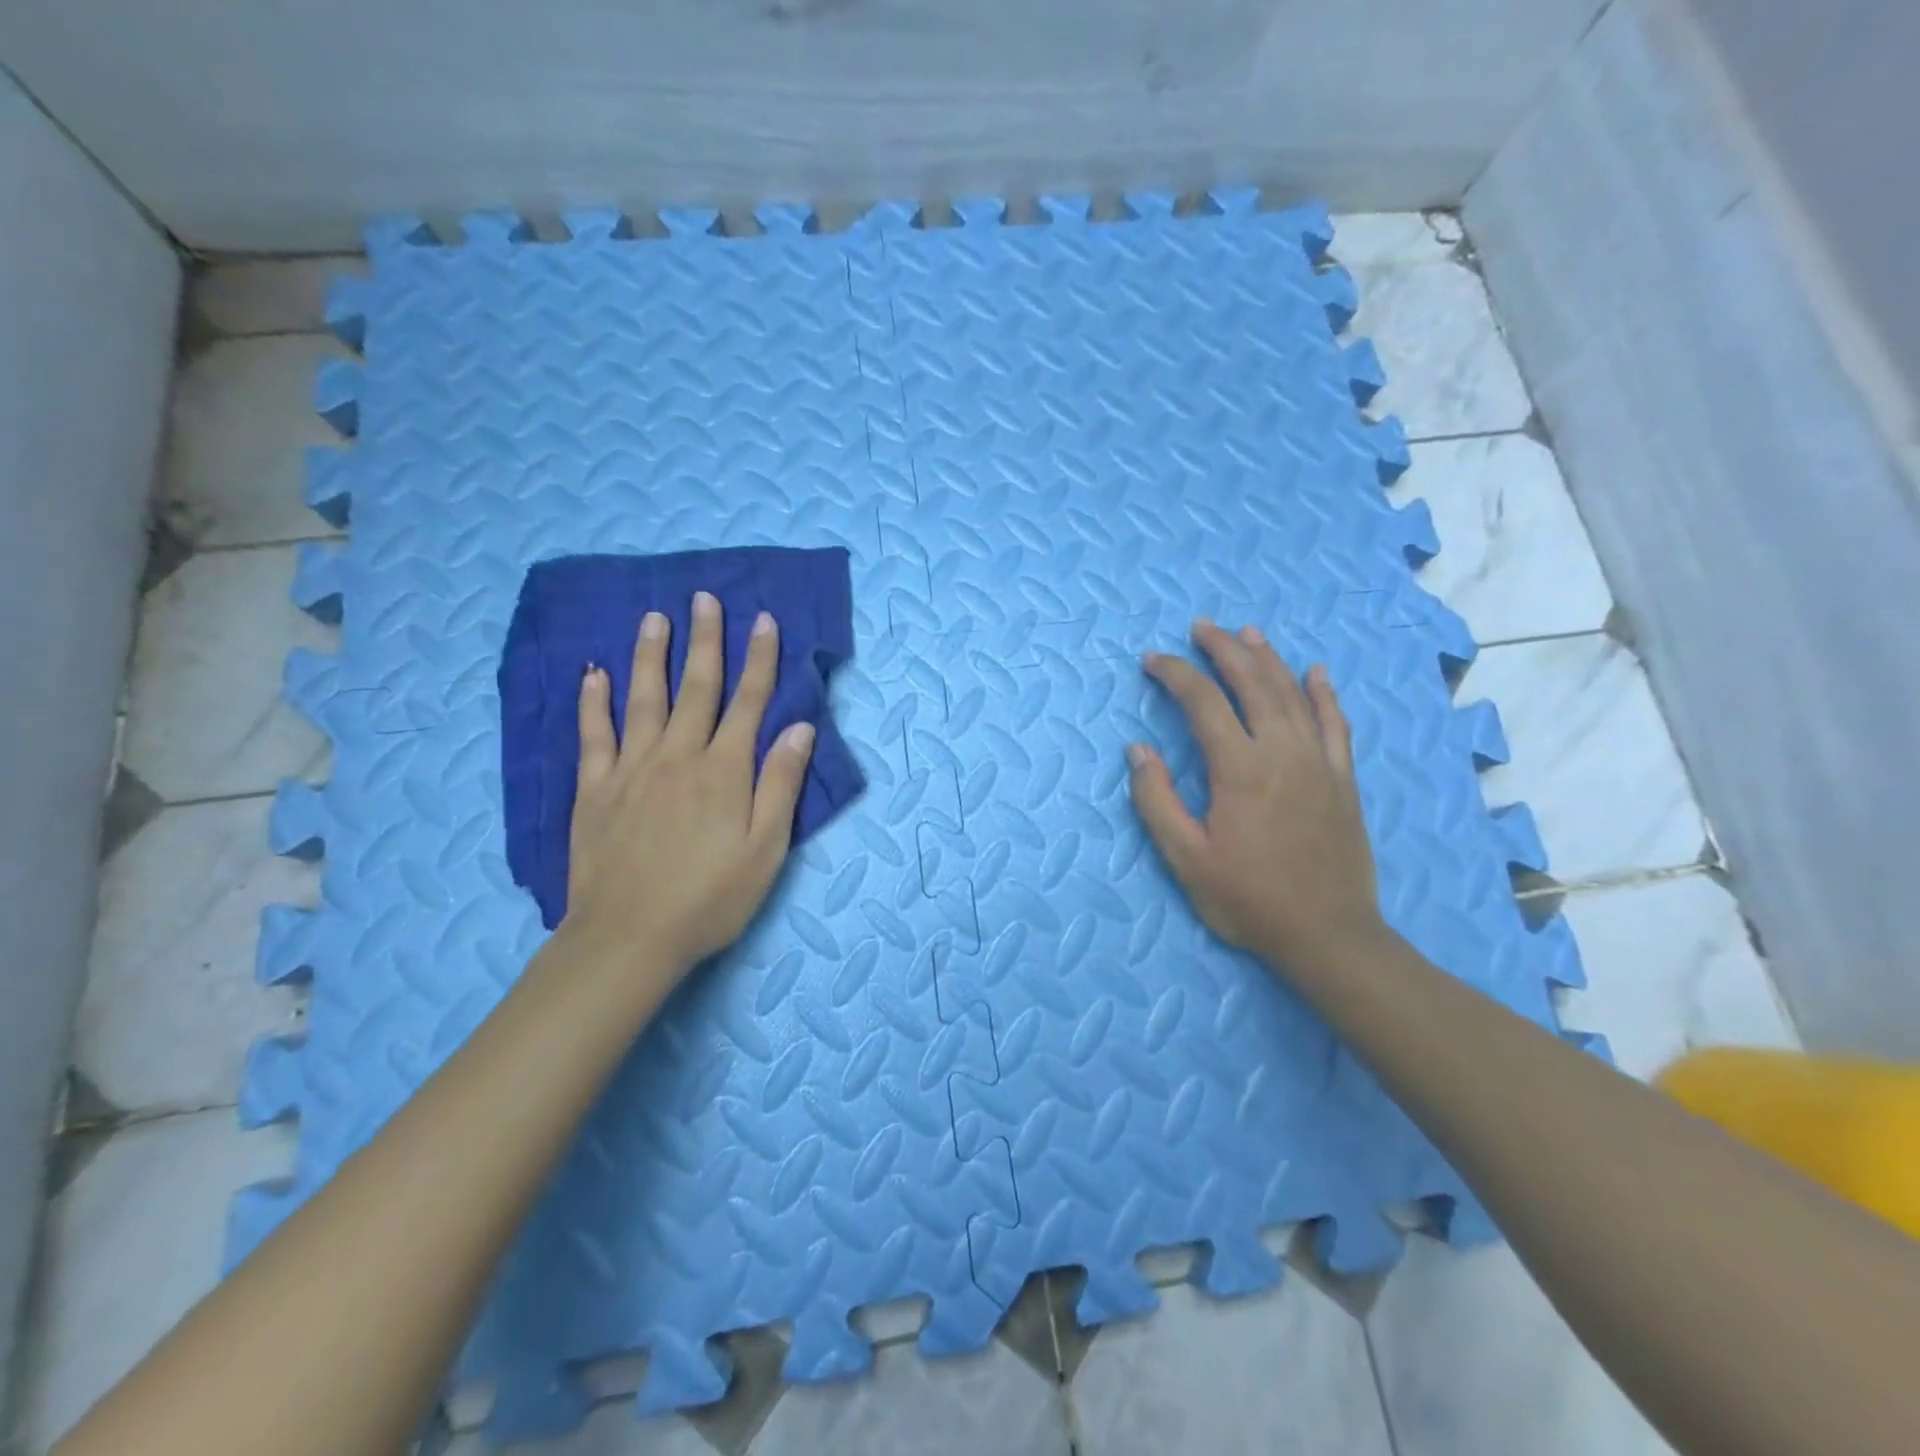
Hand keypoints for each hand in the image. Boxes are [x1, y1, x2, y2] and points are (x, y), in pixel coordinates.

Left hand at [566, 591, 815, 974]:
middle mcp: (679, 756)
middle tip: (705, 599)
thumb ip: (781, 785)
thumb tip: (799, 729)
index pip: (748, 702)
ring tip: (655, 617)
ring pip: (644, 699)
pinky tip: (594, 673)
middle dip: (706, 641)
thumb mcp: (766, 849)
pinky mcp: (595, 788)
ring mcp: (632, 768)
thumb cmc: (710, 898)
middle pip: (697, 688)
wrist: (629, 937)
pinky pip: (593, 734)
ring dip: (652, 655)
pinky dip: (594, 701)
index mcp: (724, 771)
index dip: (760, 659)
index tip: (765, 620)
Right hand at [1128, 620, 1383, 970]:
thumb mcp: (1186, 859)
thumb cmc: (1248, 900)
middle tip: (1200, 628)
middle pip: (1252, 683)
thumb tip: (1138, 750)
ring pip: (1293, 694)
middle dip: (1223, 649)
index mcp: (1239, 769)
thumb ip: (1156, 800)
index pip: (1203, 702)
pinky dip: (1324, 693)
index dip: (1175, 674)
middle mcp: (1282, 752)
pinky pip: (1335, 723)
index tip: (1152, 661)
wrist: (1328, 935)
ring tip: (1246, 633)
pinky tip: (1316, 672)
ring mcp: (1319, 762)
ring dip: (1267, 658)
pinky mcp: (1343, 779)